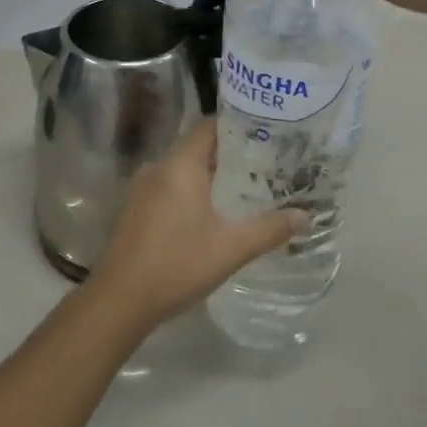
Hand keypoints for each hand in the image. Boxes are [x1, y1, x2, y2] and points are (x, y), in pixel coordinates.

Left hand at [83, 122, 300, 339]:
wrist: (120, 300)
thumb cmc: (178, 264)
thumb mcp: (231, 248)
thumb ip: (270, 229)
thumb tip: (306, 217)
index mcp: (180, 164)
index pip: (210, 126)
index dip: (238, 125)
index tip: (268, 133)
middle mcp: (159, 167)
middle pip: (199, 146)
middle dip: (231, 153)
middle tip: (266, 162)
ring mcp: (143, 187)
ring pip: (184, 168)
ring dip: (212, 174)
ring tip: (247, 185)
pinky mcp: (137, 208)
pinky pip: (171, 185)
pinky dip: (193, 190)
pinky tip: (214, 211)